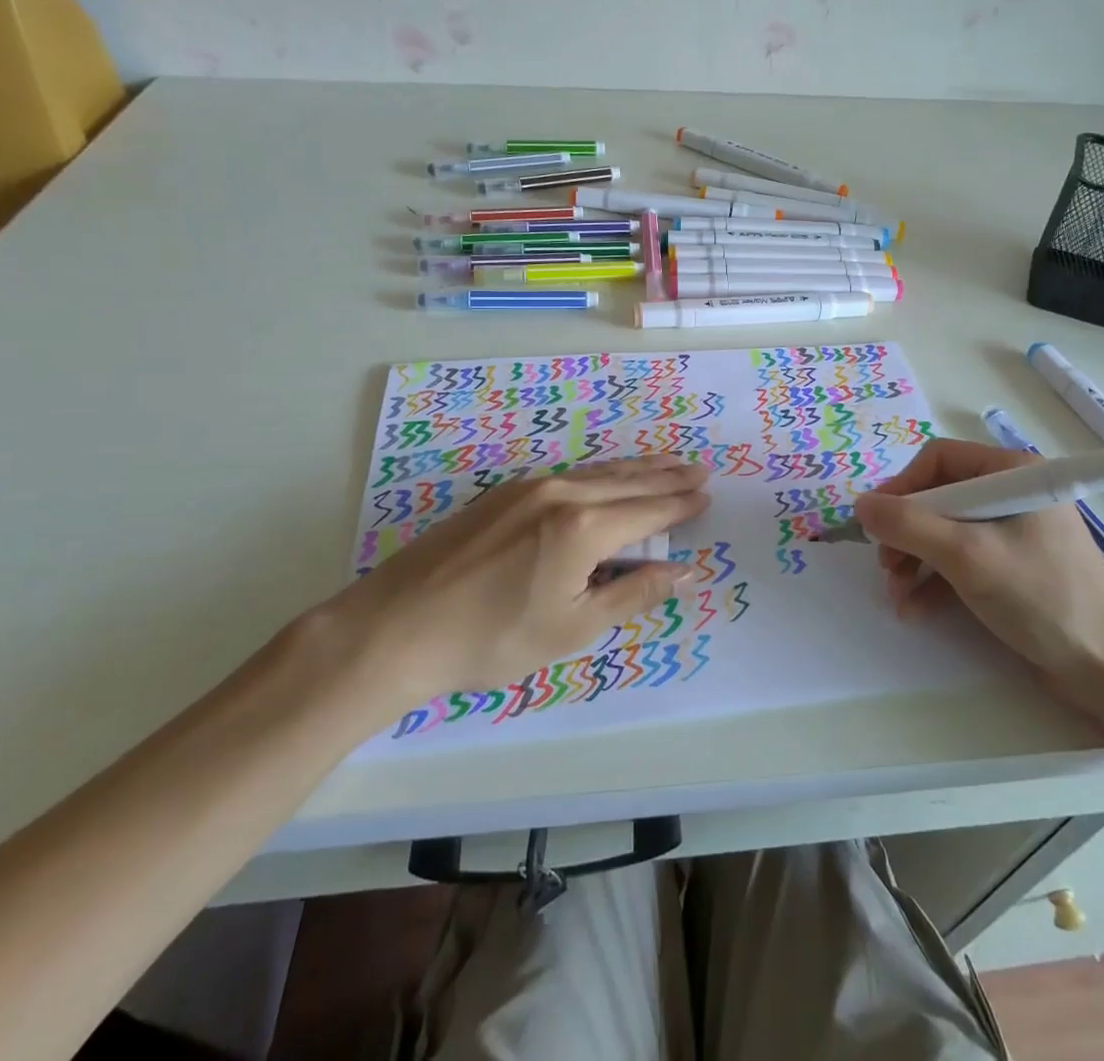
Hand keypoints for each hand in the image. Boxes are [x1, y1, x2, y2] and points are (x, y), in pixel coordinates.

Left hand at [329, 455, 710, 717]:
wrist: (397, 626)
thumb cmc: (492, 639)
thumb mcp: (573, 627)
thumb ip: (633, 593)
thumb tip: (685, 571)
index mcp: (584, 527)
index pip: (648, 511)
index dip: (680, 505)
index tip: (706, 496)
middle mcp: (562, 493)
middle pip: (628, 482)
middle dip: (667, 478)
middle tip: (699, 470)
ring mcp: (529, 487)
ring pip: (598, 472)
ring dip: (637, 470)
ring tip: (666, 464)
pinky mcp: (503, 493)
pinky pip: (571, 475)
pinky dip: (602, 474)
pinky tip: (607, 476)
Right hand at [853, 439, 1103, 708]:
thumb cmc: (1041, 598)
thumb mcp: (967, 557)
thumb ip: (909, 526)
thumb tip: (860, 504)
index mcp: (1013, 473)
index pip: (939, 460)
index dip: (902, 489)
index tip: (877, 523)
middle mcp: (1012, 494)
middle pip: (938, 498)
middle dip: (906, 534)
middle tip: (887, 566)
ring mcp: (1013, 532)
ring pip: (945, 532)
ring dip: (914, 561)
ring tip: (897, 594)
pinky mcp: (1012, 566)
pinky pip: (961, 560)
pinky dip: (935, 581)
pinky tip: (915, 609)